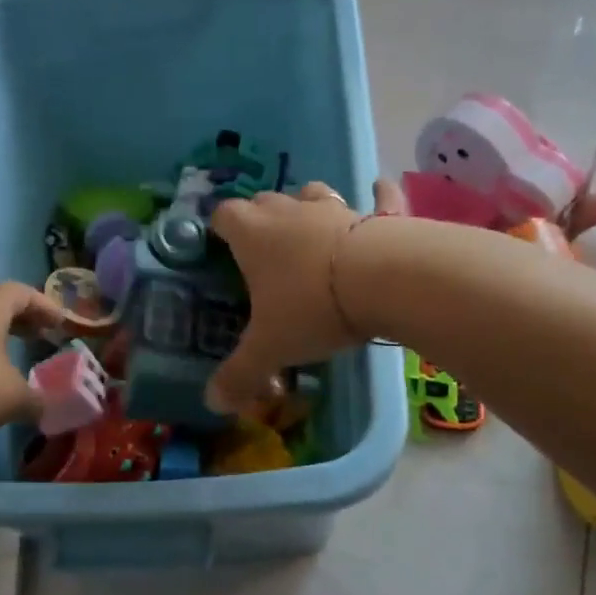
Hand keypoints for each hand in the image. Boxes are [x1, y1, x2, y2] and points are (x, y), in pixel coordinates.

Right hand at [206, 178, 405, 413]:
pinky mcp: (377, 215)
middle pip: (265, 202)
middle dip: (261, 220)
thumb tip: (212, 403)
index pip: (224, 216)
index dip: (220, 229)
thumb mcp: (270, 348)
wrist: (382, 280)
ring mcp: (335, 209)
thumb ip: (239, 374)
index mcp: (253, 235)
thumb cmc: (311, 308)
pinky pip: (378, 197)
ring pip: (313, 194)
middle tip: (264, 253)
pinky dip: (377, 197)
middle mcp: (289, 211)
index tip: (222, 246)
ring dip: (308, 207)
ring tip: (311, 231)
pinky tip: (380, 191)